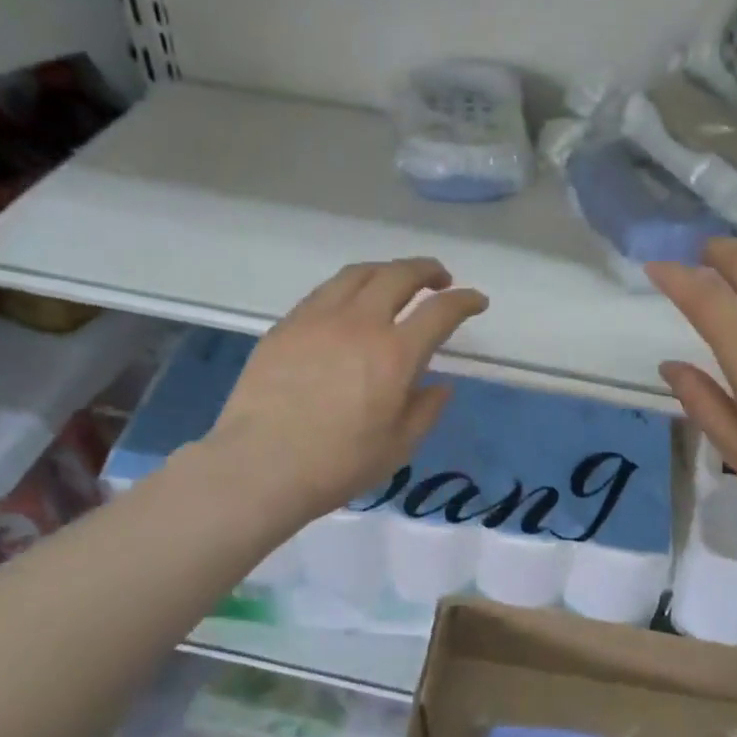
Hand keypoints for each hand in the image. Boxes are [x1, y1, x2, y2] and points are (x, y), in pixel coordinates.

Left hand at [208, 258, 487, 518]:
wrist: (260, 466)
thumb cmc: (337, 464)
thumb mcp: (398, 447)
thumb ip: (425, 410)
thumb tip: (440, 386)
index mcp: (395, 354)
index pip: (440, 311)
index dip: (464, 301)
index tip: (476, 301)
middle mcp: (359, 323)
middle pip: (399, 275)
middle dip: (427, 270)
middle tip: (440, 279)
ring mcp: (317, 319)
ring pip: (358, 274)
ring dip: (386, 270)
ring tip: (395, 281)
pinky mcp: (286, 326)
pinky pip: (325, 292)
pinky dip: (349, 288)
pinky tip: (349, 304)